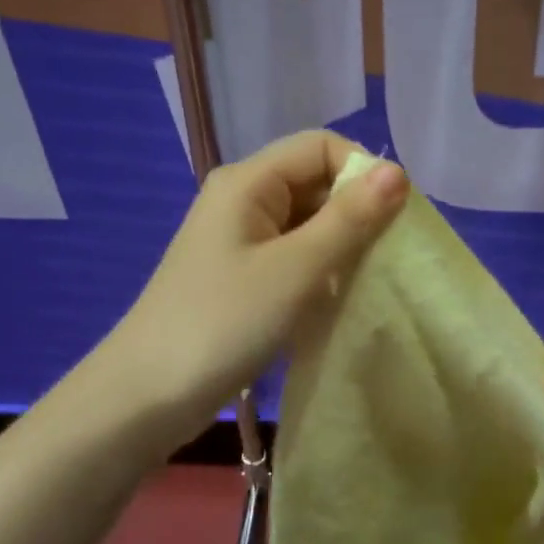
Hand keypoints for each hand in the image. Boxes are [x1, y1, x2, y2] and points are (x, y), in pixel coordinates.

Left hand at [105, 131, 407, 449]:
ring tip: (365, 281)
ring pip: (308, 221)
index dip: (363, 171)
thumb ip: (349, 219)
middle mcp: (243, 198)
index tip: (393, 220)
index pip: (322, 146)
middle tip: (386, 258)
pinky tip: (335, 298)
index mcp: (249, 181)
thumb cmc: (223, 324)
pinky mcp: (241, 273)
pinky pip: (294, 253)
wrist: (146, 397)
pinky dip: (321, 268)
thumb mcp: (296, 269)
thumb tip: (397, 172)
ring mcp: (240, 238)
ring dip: (342, 244)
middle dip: (357, 211)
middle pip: (315, 181)